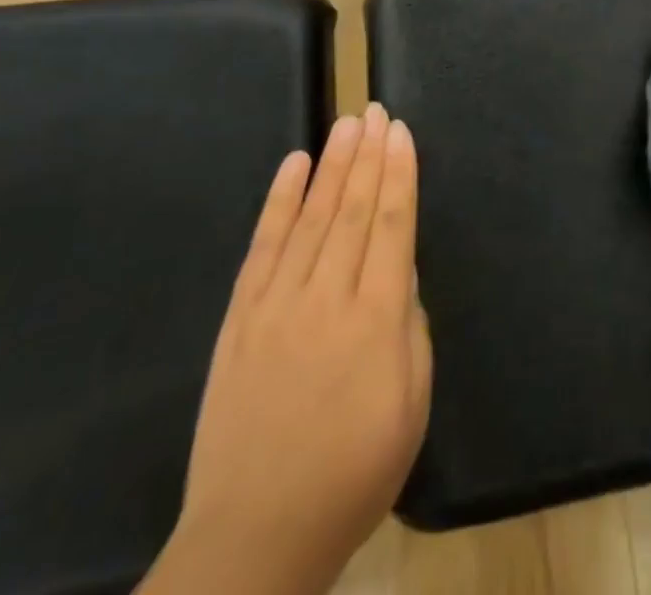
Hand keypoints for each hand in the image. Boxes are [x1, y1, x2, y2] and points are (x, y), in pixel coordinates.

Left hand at [140, 103, 431, 594]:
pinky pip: (262, 247)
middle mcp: (325, 299)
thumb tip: (400, 269)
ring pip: (310, 217)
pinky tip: (292, 166)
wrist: (252, 540)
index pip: (391, 226)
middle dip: (368, 154)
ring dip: (331, 164)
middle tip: (375, 110)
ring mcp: (276, 306)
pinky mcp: (238, 320)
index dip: (399, 174)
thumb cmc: (352, 475)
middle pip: (351, 210)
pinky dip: (278, 202)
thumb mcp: (411, 406)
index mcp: (375, 321)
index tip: (401, 132)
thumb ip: (410, 327)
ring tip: (346, 123)